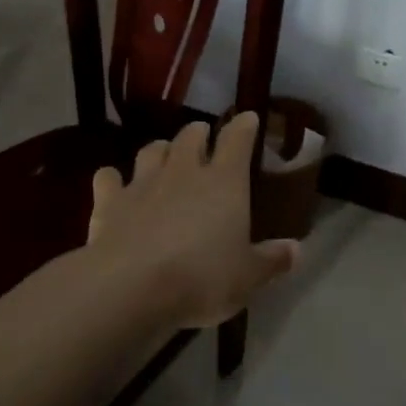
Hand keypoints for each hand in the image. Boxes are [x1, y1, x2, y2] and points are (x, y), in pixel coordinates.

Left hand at [86, 113, 298, 330]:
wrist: (130, 287)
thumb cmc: (201, 277)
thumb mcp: (247, 277)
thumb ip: (272, 260)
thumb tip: (296, 249)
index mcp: (225, 181)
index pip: (237, 139)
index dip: (244, 126)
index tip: (248, 118)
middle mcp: (184, 171)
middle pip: (191, 136)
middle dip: (199, 133)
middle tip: (203, 137)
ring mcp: (143, 183)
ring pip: (152, 150)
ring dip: (160, 149)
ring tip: (164, 156)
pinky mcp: (109, 202)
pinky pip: (108, 178)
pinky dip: (112, 178)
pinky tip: (114, 184)